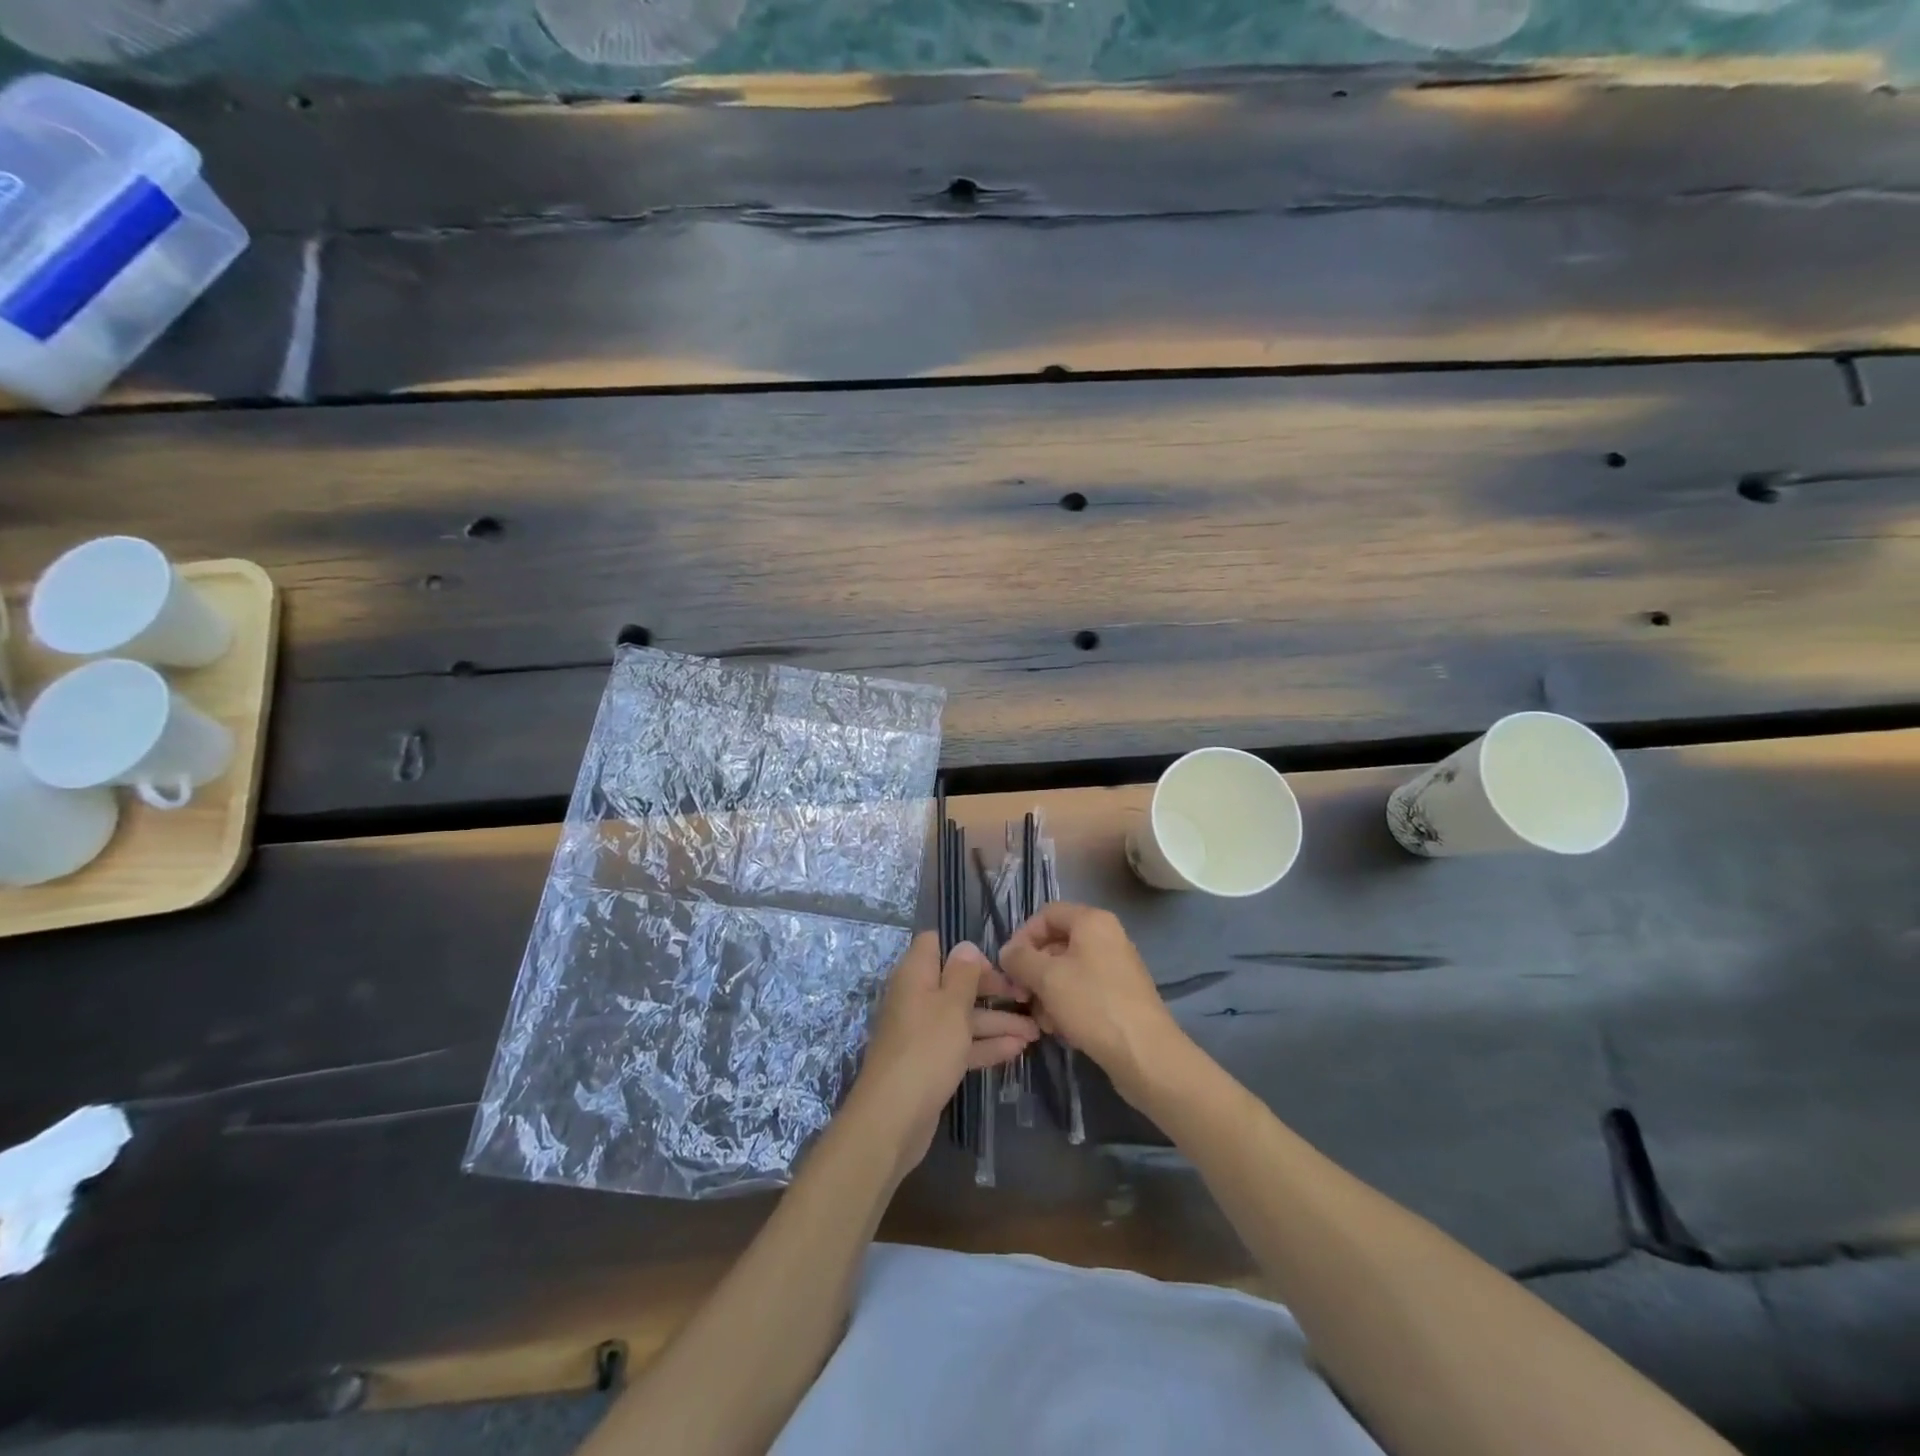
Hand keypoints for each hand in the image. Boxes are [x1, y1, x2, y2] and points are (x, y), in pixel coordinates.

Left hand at [848, 932, 1037, 1177]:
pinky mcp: (930, 1062)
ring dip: (997, 1021)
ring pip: (963, 1017)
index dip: (965, 950)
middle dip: (992, 988)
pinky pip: (961, 1044)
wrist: (893, 1118)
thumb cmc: (926, 1049)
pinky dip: (986, 1045)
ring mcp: (923, 1032)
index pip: (935, 944)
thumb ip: (963, 974)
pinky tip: (1017, 1049)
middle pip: (956, 982)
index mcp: (915, 975)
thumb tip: (966, 947)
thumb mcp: (951, 1005)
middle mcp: (917, 998)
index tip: (996, 963)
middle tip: (1027, 996)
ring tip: (1035, 1030)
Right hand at [998, 903, 1184, 1094]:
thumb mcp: (1046, 977)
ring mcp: (1115, 967)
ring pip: (1067, 971)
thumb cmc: (1093, 1005)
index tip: (1009, 966)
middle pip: (1056, 943)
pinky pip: (1083, 990)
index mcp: (1092, 921)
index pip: (1046, 914)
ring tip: (1041, 1021)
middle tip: (1019, 997)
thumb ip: (1020, 958)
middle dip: (1033, 970)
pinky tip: (1059, 1029)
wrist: (1145, 1054)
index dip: (1022, 936)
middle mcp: (1106, 937)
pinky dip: (1066, 1005)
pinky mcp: (1119, 995)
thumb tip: (1007, 952)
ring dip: (1046, 993)